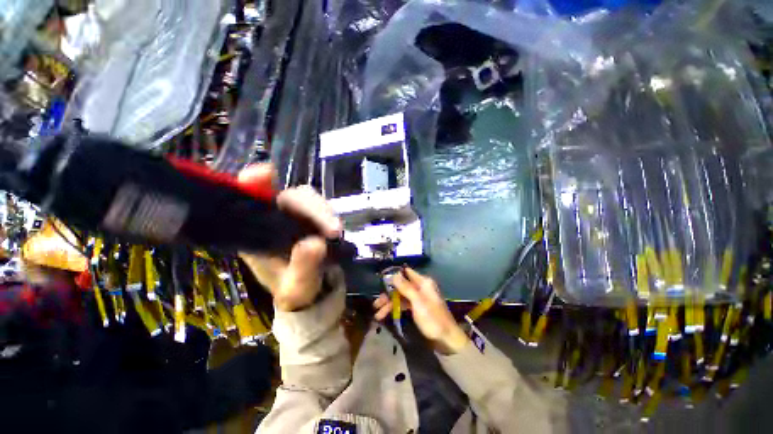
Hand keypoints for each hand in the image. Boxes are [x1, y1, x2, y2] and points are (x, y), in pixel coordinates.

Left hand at [238, 164, 342, 311]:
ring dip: (324, 212)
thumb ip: (304, 268)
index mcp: (256, 233)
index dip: (256, 183)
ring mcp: (296, 217)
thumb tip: (316, 243)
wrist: (315, 293)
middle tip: (333, 229)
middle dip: (312, 208)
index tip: (265, 175)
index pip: (251, 199)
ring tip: (336, 232)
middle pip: (290, 197)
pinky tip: (336, 230)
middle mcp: (274, 219)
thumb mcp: (298, 286)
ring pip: (309, 200)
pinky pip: (321, 209)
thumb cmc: (297, 291)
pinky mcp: (314, 219)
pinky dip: (330, 216)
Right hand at [373, 268, 468, 354]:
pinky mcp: (417, 308)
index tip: (381, 279)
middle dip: (388, 294)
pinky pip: (403, 305)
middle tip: (376, 303)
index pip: (406, 272)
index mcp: (423, 282)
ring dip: (389, 304)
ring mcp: (418, 298)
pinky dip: (395, 309)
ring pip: (400, 296)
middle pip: (401, 286)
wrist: (446, 340)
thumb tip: (393, 274)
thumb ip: (406, 287)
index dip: (394, 274)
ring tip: (378, 314)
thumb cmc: (433, 319)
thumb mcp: (418, 302)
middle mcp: (420, 288)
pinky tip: (385, 315)